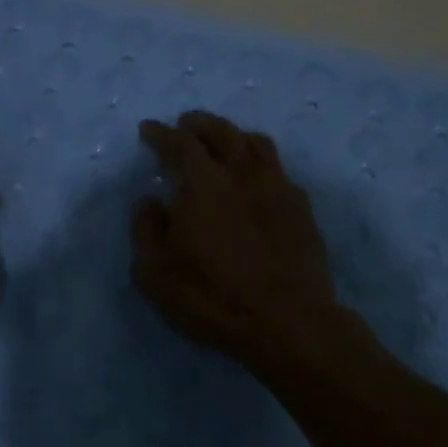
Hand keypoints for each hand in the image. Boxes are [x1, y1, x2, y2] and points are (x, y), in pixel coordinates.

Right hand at [132, 111, 339, 370]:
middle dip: (199, 124)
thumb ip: (146, 229)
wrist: (287, 322)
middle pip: (222, 132)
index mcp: (202, 182)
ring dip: (234, 135)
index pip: (179, 143)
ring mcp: (277, 188)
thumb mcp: (154, 271)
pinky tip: (257, 179)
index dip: (161, 134)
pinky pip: (279, 171)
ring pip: (256, 144)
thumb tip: (149, 201)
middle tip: (185, 125)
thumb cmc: (211, 296)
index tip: (149, 129)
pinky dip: (260, 164)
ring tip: (223, 142)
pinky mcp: (301, 209)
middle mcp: (242, 173)